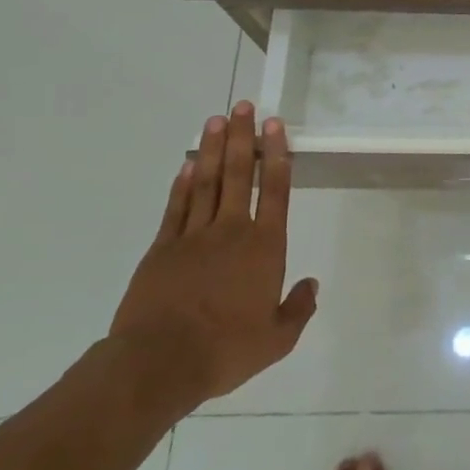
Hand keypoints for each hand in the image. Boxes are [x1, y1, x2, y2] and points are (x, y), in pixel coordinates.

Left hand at [109, 102, 317, 412]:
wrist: (158, 364)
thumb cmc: (225, 350)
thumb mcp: (277, 339)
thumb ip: (298, 308)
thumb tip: (311, 285)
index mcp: (264, 247)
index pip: (274, 190)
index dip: (276, 154)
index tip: (274, 125)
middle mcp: (231, 231)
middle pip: (238, 174)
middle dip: (242, 138)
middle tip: (242, 106)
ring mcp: (193, 237)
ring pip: (207, 182)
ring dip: (213, 149)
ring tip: (217, 119)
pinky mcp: (162, 249)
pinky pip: (176, 207)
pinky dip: (183, 183)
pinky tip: (188, 164)